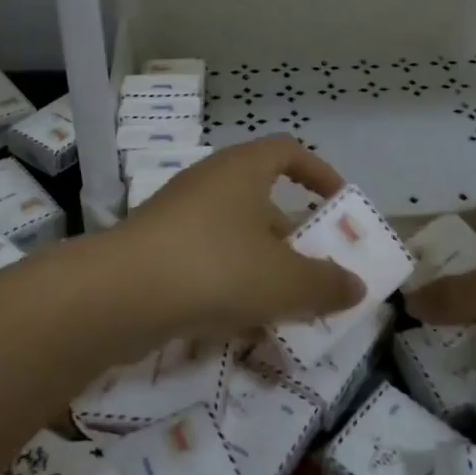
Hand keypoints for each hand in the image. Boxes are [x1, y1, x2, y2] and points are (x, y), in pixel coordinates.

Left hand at [105, 136, 365, 343]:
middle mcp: (209, 182)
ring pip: (233, 236)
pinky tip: (238, 324)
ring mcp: (177, 215)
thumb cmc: (216, 268)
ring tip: (283, 307)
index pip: (288, 150)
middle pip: (262, 200)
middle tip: (314, 272)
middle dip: (292, 237)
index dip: (318, 172)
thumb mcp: (285, 281)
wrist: (119, 295)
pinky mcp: (154, 249)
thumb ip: (326, 284)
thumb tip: (356, 286)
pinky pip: (204, 260)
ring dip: (261, 266)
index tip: (339, 202)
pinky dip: (227, 284)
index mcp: (243, 169)